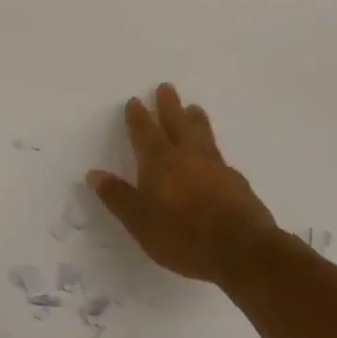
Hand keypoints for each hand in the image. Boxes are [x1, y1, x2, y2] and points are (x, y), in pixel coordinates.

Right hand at [88, 83, 274, 285]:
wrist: (242, 250)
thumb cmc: (183, 235)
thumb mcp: (140, 221)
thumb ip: (117, 196)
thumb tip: (94, 174)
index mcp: (160, 162)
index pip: (145, 132)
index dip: (138, 117)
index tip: (135, 100)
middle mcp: (187, 157)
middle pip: (177, 123)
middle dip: (169, 106)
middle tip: (166, 87)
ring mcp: (216, 168)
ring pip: (203, 136)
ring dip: (196, 120)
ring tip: (195, 108)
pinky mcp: (238, 185)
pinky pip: (221, 159)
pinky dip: (214, 151)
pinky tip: (217, 158)